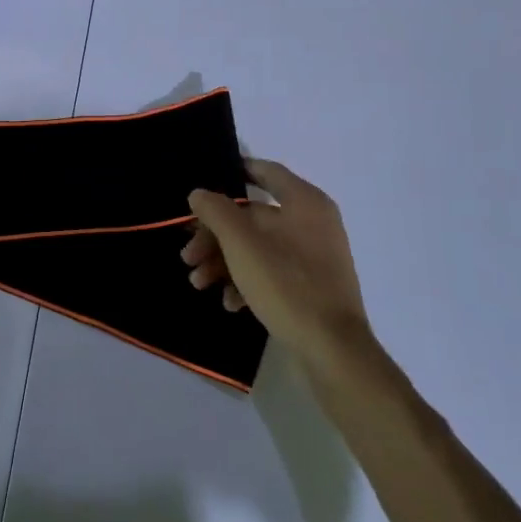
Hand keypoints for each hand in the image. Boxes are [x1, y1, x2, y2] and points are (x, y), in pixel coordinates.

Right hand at [184, 160, 374, 374]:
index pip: (265, 171)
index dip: (235, 171)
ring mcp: (315, 257)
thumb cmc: (286, 284)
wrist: (332, 350)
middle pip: (252, 216)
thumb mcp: (241, 243)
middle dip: (215, 236)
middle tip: (187, 256)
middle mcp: (313, 222)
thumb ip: (216, 211)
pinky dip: (247, 282)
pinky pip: (272, 272)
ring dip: (224, 262)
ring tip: (199, 284)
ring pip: (258, 247)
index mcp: (304, 201)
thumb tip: (200, 193)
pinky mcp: (312, 287)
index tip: (204, 183)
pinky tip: (229, 303)